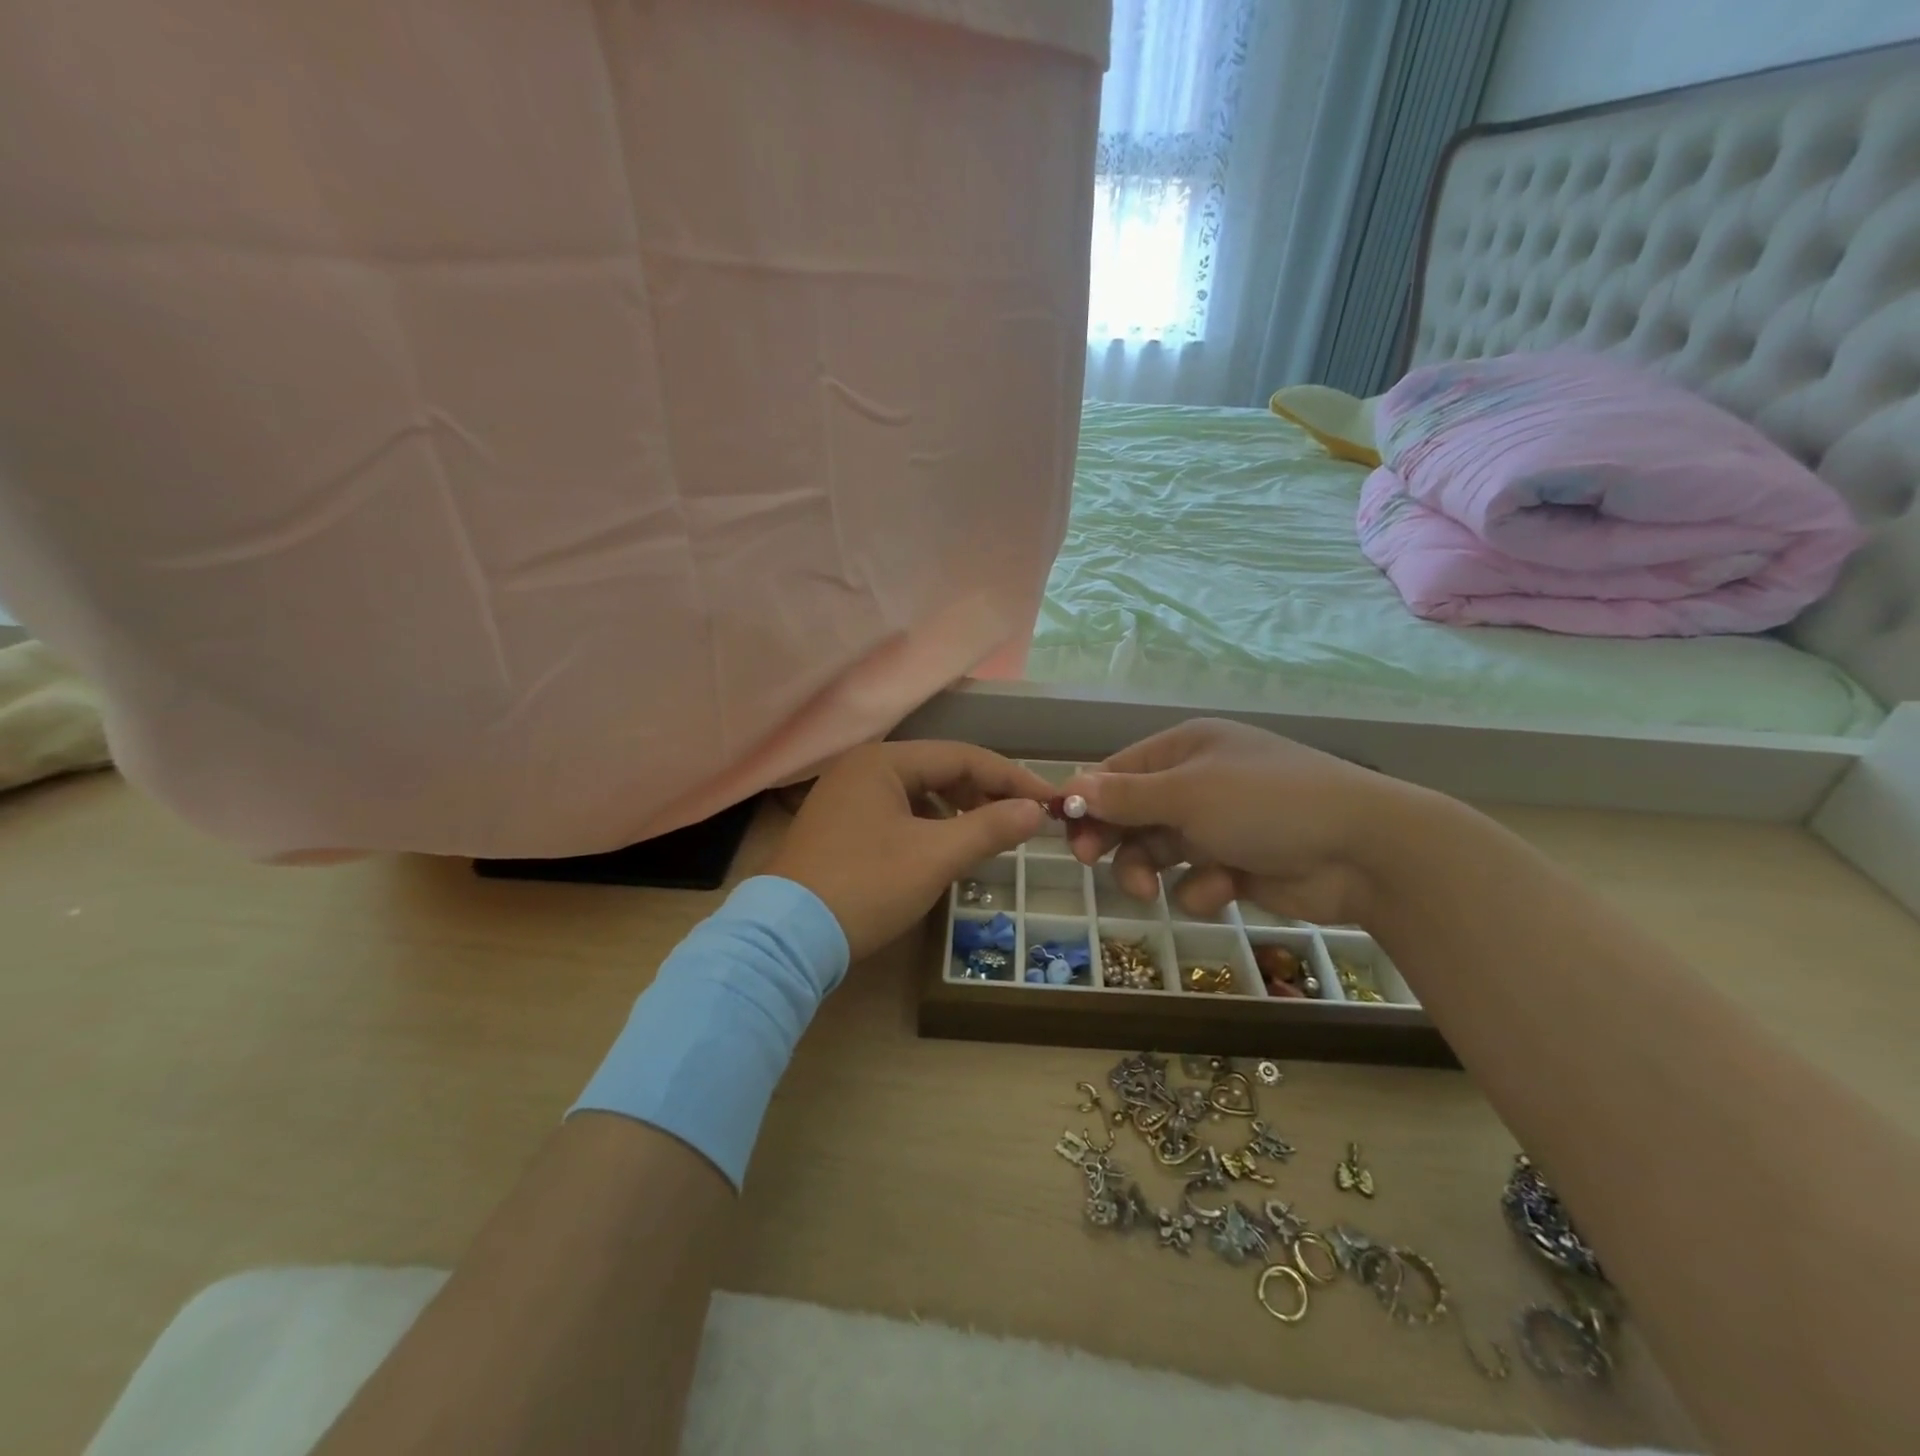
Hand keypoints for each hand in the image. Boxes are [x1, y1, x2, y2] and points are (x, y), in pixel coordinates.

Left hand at [766, 741, 1049, 960]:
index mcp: (883, 761)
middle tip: (1019, 820)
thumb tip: (1034, 810)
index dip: (1011, 777)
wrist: (787, 938)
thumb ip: (989, 827)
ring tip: (985, 836)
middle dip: (983, 793)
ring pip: (917, 793)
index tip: (1048, 800)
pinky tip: (941, 850)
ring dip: (956, 810)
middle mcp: (862, 768)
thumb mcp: (935, 857)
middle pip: (938, 770)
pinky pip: (896, 813)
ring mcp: (844, 797)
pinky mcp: (837, 826)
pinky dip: (927, 826)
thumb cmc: (866, 886)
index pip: (962, 756)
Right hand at [1062, 718, 1430, 927]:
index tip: (1064, 831)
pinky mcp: (1240, 865)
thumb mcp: (1187, 794)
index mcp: (1185, 750)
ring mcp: (1220, 825)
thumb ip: (1125, 796)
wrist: (1365, 851)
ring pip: (1159, 850)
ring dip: (1150, 870)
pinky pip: (1197, 878)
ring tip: (1150, 891)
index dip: (1087, 800)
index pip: (1118, 772)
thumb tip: (1068, 785)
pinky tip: (1224, 888)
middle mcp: (1199, 782)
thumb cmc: (1265, 804)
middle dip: (1115, 840)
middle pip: (1133, 813)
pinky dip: (1203, 887)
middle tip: (1091, 863)